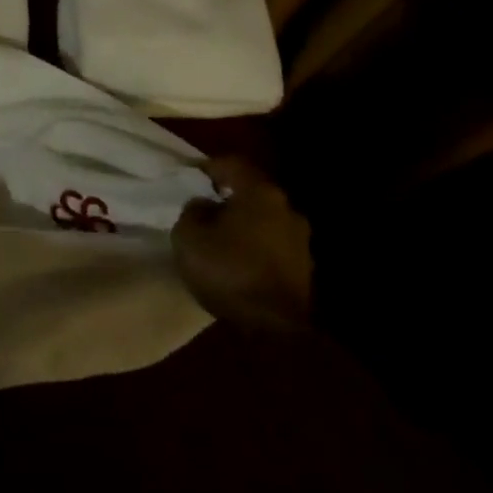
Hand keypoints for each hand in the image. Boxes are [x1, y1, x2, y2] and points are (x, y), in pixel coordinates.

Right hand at [170, 155, 312, 328]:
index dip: (208, 166)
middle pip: (252, 191)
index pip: (232, 164)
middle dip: (228, 197)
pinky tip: (238, 260)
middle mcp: (287, 208)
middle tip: (203, 208)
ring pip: (264, 219)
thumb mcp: (188, 237)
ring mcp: (300, 238)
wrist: (277, 328)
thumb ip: (192, 212)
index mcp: (260, 193)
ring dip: (243, 223)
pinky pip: (272, 243)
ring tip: (220, 238)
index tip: (190, 175)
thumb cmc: (228, 271)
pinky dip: (255, 245)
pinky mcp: (304, 266)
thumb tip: (204, 205)